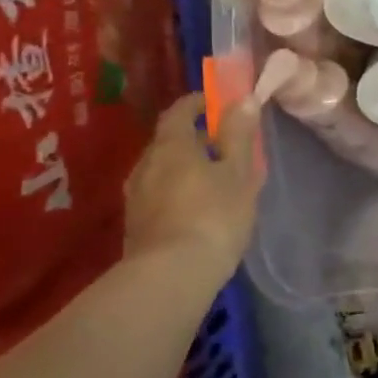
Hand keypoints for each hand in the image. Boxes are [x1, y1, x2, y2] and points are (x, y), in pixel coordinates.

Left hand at [123, 92, 261, 288]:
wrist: (170, 277)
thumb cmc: (213, 215)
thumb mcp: (238, 173)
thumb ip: (239, 136)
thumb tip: (243, 100)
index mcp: (171, 145)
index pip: (180, 110)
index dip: (200, 103)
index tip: (220, 104)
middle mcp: (145, 164)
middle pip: (169, 141)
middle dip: (195, 139)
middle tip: (225, 146)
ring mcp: (135, 197)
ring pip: (163, 170)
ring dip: (186, 168)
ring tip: (215, 181)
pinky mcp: (135, 226)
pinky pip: (159, 195)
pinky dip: (178, 192)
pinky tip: (198, 210)